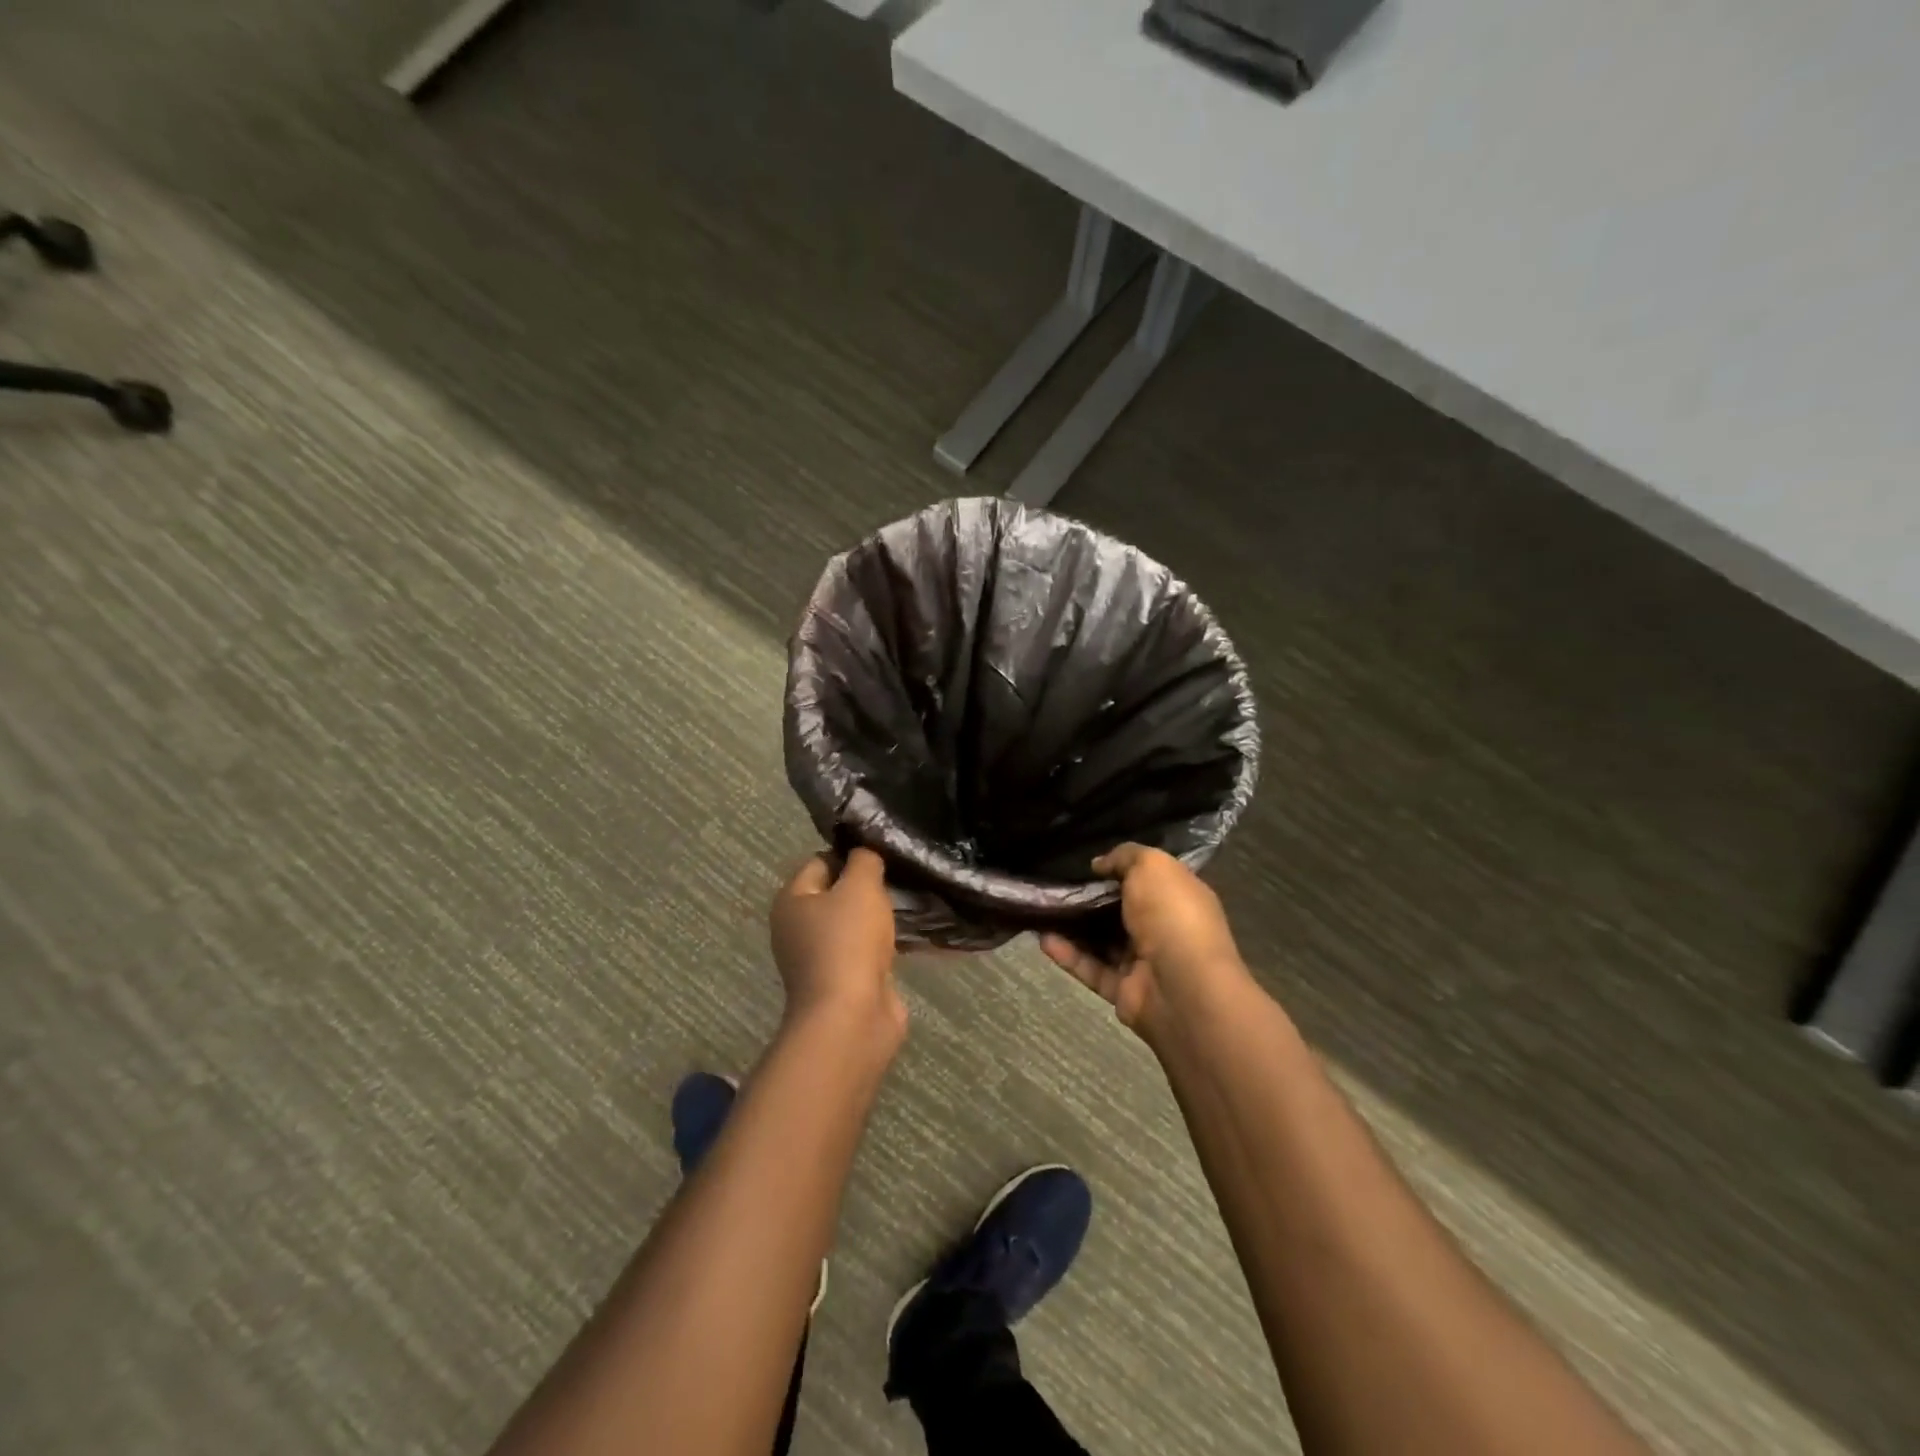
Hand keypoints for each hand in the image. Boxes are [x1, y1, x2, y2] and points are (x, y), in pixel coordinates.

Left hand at [770, 849, 905, 1046]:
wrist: (851, 1018)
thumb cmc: (848, 942)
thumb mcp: (860, 887)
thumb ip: (864, 861)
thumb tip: (865, 853)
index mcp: (791, 901)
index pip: (820, 861)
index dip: (851, 855)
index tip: (883, 855)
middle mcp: (798, 928)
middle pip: (837, 894)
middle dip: (868, 888)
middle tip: (900, 879)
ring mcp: (820, 958)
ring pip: (854, 924)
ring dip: (879, 918)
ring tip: (912, 905)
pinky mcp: (844, 982)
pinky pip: (867, 952)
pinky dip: (885, 945)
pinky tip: (911, 937)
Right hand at [1041, 843, 1249, 1044]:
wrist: (1183, 987)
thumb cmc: (1172, 915)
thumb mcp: (1151, 865)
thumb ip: (1125, 856)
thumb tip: (1099, 864)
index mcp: (1179, 897)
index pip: (1149, 879)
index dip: (1120, 869)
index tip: (1088, 863)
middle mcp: (1164, 928)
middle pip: (1121, 911)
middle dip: (1090, 899)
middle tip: (1056, 885)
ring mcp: (1144, 962)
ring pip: (1102, 941)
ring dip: (1073, 927)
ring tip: (1042, 910)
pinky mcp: (1123, 990)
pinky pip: (1091, 969)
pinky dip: (1069, 955)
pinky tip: (1043, 939)